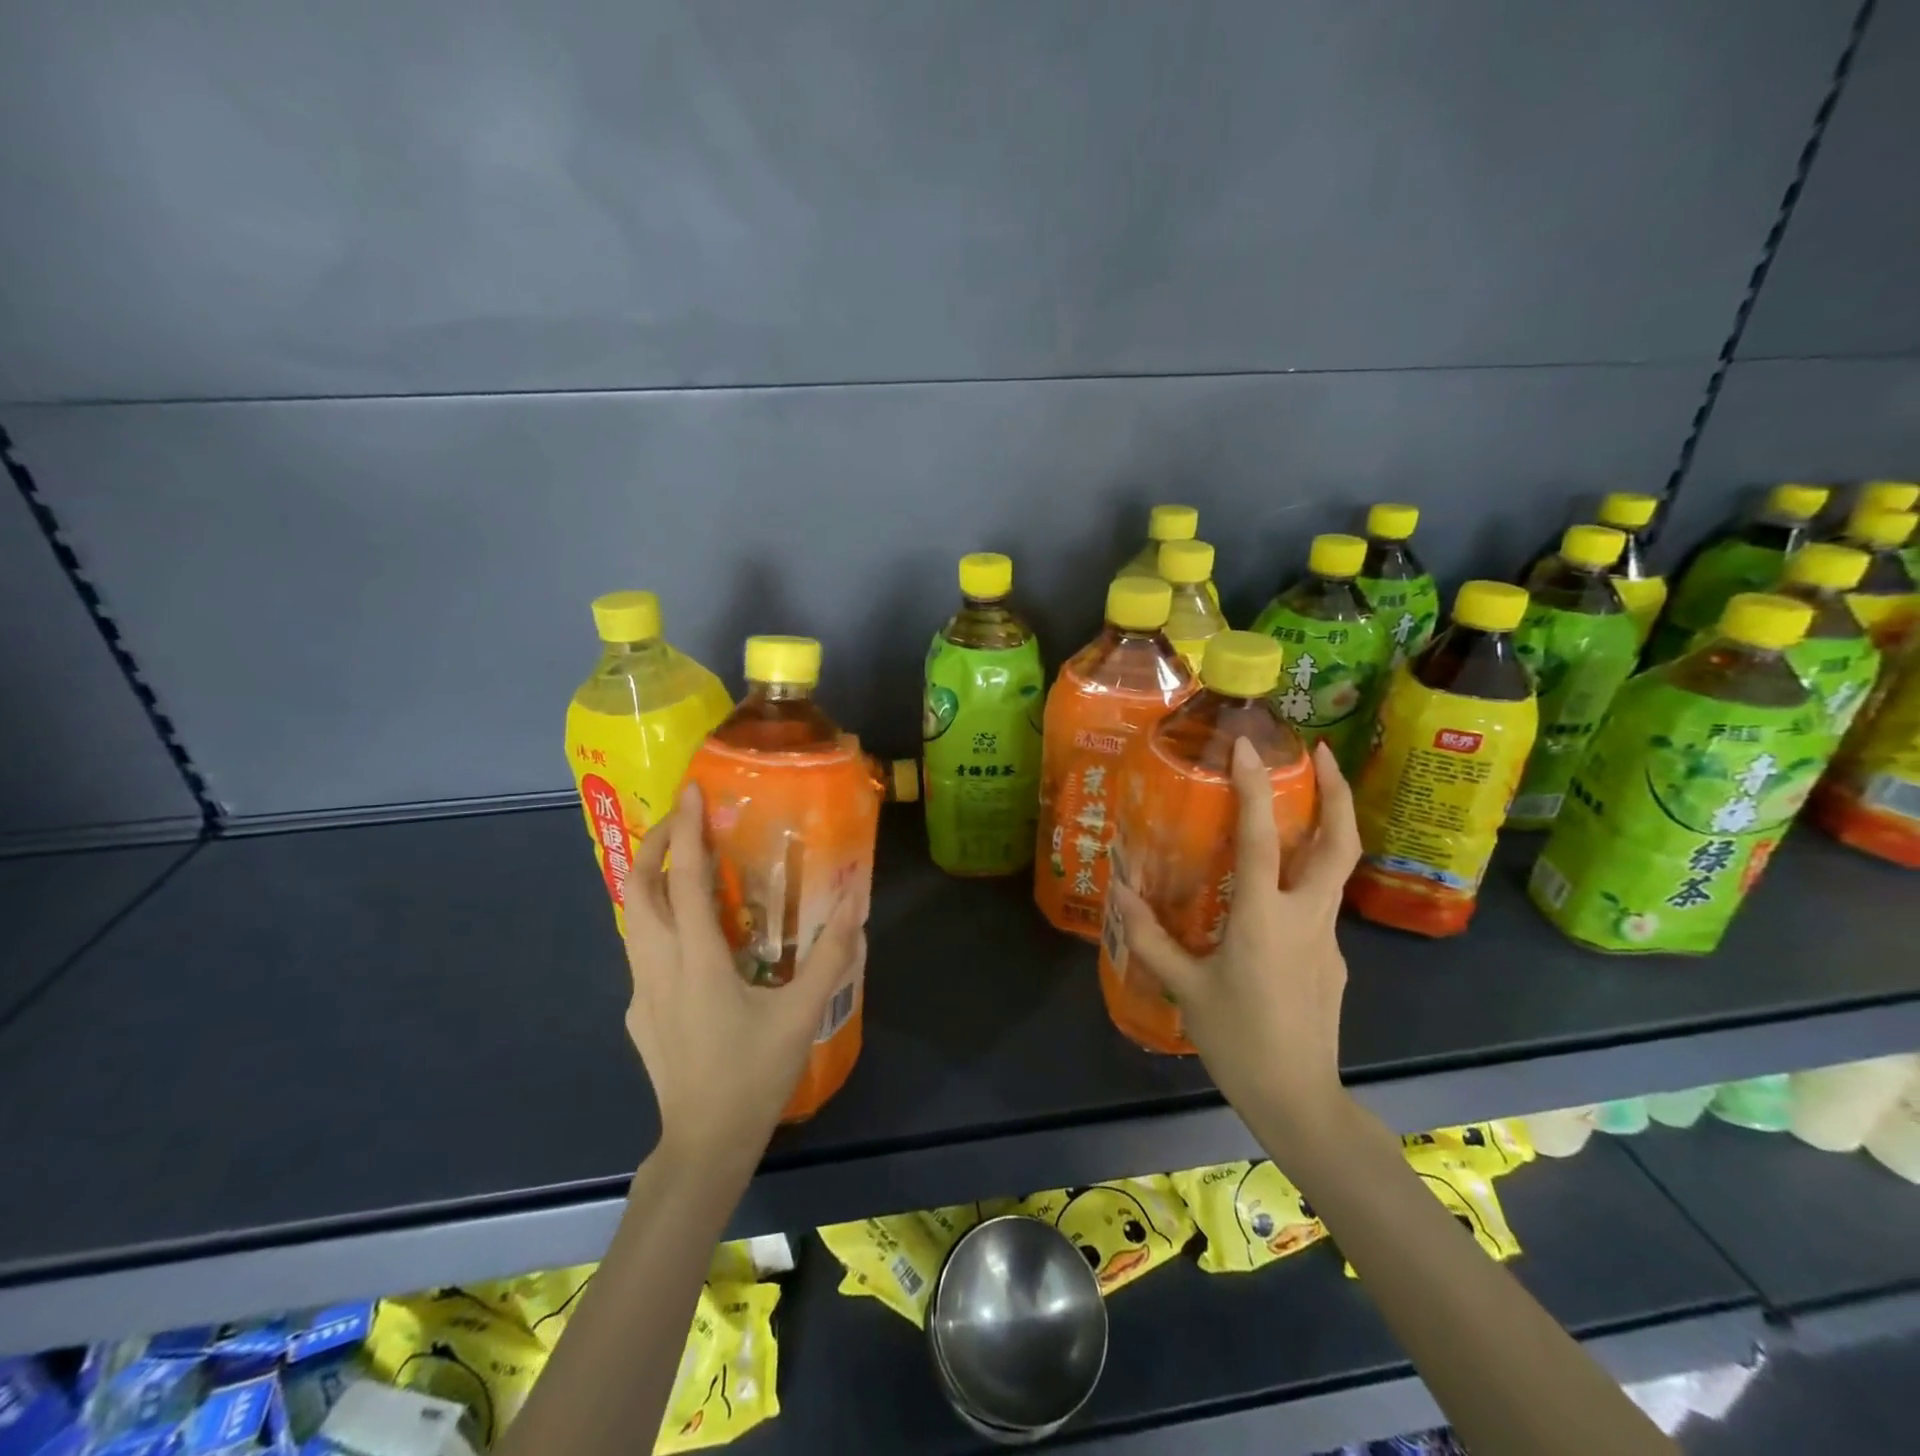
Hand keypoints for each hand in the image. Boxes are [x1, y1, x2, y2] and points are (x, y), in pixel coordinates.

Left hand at [623, 782, 864, 1167]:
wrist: (704, 1145)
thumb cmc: (753, 1076)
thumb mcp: (801, 1014)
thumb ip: (831, 956)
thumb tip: (857, 903)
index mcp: (696, 962)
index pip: (684, 881)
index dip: (687, 831)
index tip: (690, 791)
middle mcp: (657, 967)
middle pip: (637, 890)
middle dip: (657, 845)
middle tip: (687, 820)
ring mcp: (641, 991)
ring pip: (632, 918)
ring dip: (653, 879)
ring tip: (688, 862)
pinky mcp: (639, 1011)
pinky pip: (642, 948)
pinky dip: (659, 918)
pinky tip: (693, 934)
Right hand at [1112, 739, 1360, 1148]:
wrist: (1299, 1100)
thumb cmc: (1238, 1041)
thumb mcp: (1185, 987)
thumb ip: (1151, 936)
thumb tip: (1120, 892)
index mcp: (1263, 918)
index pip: (1260, 837)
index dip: (1254, 787)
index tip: (1247, 747)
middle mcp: (1305, 917)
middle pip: (1339, 842)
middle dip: (1338, 791)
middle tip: (1321, 753)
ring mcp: (1328, 938)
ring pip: (1334, 870)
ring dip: (1326, 827)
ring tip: (1300, 804)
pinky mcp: (1333, 958)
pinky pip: (1319, 905)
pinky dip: (1304, 878)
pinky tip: (1273, 895)